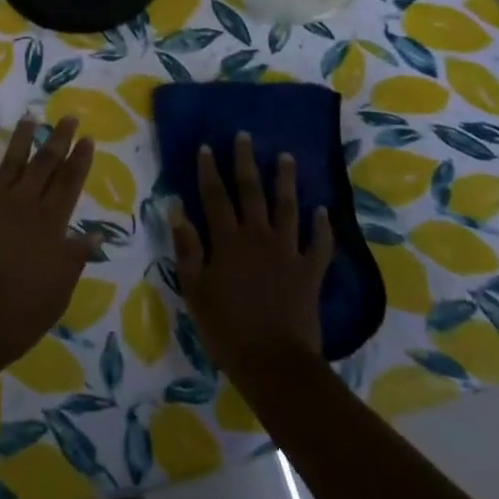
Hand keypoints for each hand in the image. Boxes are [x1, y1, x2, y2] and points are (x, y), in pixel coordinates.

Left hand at [0, 117, 100, 376]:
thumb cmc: (20, 313)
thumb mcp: (59, 291)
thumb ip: (75, 258)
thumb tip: (95, 234)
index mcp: (50, 224)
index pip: (69, 182)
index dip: (79, 159)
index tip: (87, 137)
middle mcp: (23, 206)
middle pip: (44, 164)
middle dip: (57, 139)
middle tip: (67, 117)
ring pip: (10, 164)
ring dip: (21, 141)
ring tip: (29, 119)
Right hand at [170, 132, 332, 378]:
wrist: (274, 362)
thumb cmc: (227, 328)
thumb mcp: (194, 290)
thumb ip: (187, 249)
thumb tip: (176, 210)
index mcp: (228, 240)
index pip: (215, 196)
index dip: (209, 170)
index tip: (207, 146)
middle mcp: (258, 236)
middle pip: (251, 192)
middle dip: (246, 162)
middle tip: (245, 136)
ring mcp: (288, 252)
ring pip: (287, 208)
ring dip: (286, 181)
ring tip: (286, 157)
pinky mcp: (310, 271)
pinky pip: (319, 244)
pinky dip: (322, 226)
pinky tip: (322, 210)